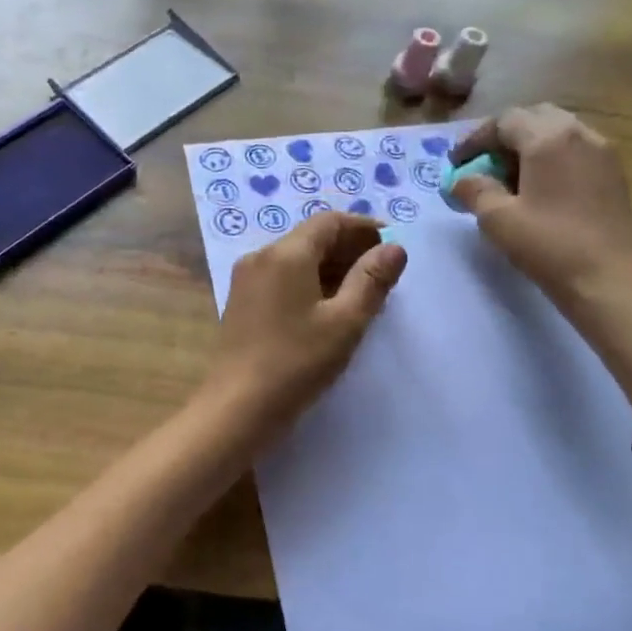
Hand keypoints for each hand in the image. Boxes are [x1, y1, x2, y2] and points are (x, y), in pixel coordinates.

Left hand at [205, 212, 406, 429]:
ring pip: (296, 258)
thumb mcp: (345, 322)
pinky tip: (329, 308)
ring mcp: (247, 280)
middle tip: (384, 273)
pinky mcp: (242, 303)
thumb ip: (372, 280)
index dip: (364, 228)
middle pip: (311, 237)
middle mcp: (260, 257)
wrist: (237, 408)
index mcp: (285, 253)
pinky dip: (310, 282)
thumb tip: (394, 248)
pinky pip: (282, 278)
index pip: (330, 222)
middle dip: (350, 249)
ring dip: (331, 267)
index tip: (393, 246)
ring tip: (363, 293)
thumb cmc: (297, 362)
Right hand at [449, 105, 631, 308]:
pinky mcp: (613, 176)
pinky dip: (551, 160)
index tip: (456, 164)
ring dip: (529, 147)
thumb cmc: (550, 245)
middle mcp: (579, 134)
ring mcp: (602, 154)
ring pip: (558, 133)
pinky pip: (575, 152)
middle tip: (483, 164)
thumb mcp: (498, 219)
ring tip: (508, 179)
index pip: (504, 120)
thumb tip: (461, 180)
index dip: (475, 139)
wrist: (612, 280)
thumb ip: (474, 190)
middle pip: (535, 118)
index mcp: (548, 138)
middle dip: (504, 137)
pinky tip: (539, 191)